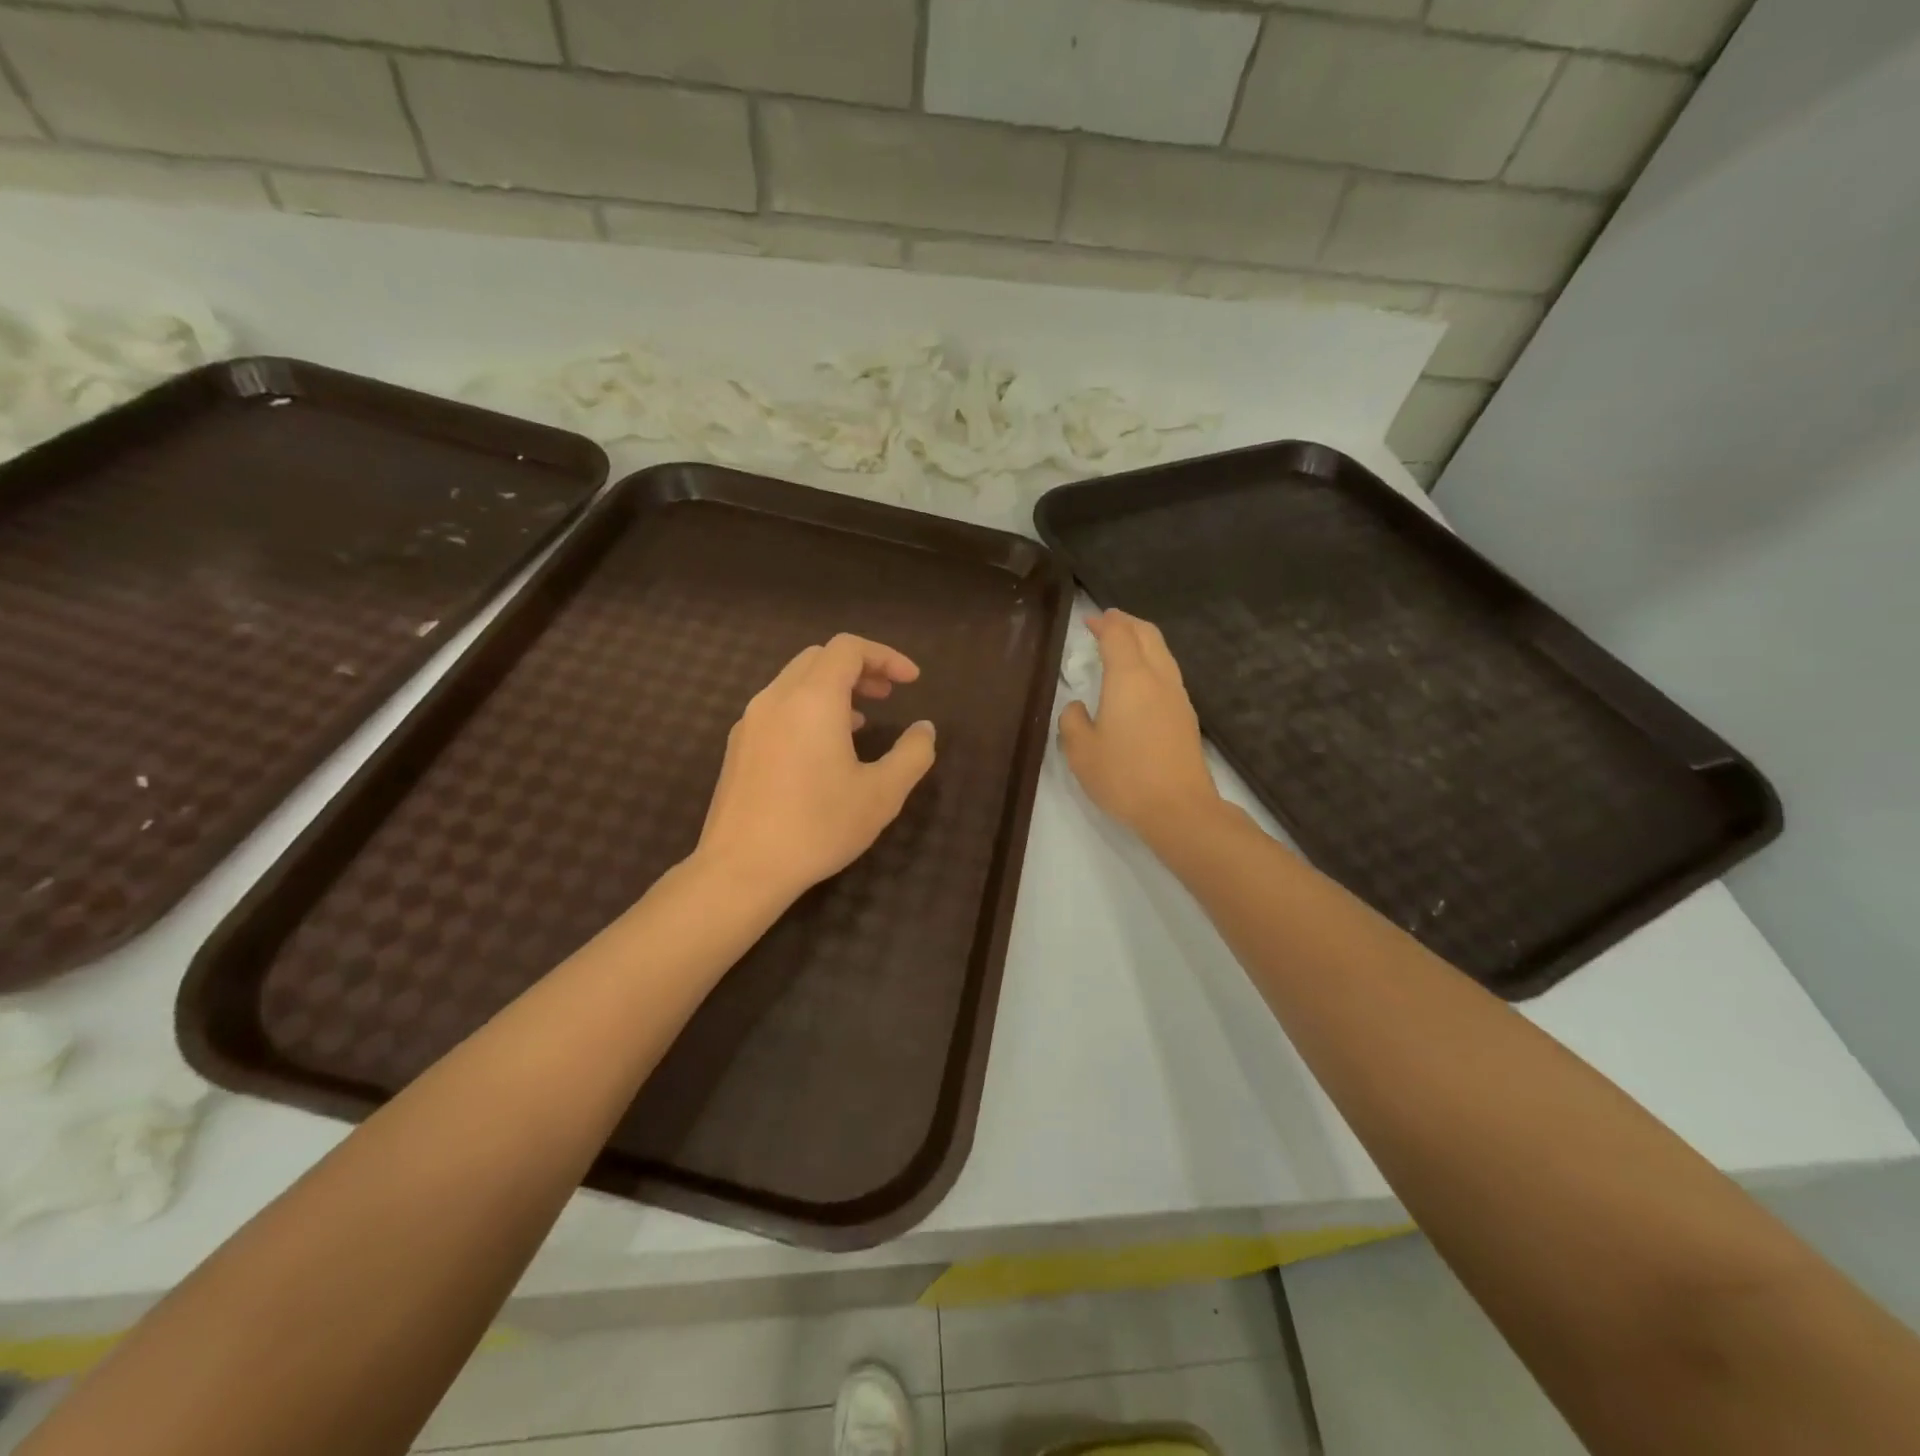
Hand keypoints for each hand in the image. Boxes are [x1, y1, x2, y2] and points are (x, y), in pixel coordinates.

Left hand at [696, 634, 937, 905]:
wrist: (742, 868)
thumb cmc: (818, 826)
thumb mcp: (882, 794)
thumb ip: (912, 755)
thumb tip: (925, 729)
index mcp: (813, 699)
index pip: (848, 648)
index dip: (885, 656)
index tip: (911, 682)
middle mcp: (776, 698)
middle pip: (820, 658)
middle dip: (859, 668)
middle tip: (888, 696)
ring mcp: (750, 721)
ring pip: (795, 681)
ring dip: (833, 689)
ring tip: (862, 721)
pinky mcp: (738, 746)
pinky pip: (778, 707)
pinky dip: (807, 709)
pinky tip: (822, 749)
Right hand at [1058, 610, 1220, 841]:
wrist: (1179, 808)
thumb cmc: (1124, 776)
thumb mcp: (1081, 752)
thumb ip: (1072, 721)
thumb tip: (1077, 706)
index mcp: (1129, 678)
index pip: (1118, 636)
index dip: (1104, 623)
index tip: (1090, 620)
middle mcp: (1158, 678)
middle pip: (1147, 635)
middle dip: (1127, 623)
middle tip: (1108, 621)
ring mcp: (1177, 696)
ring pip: (1162, 652)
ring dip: (1142, 640)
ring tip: (1124, 643)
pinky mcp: (1186, 716)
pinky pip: (1168, 672)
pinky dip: (1152, 661)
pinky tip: (1140, 678)